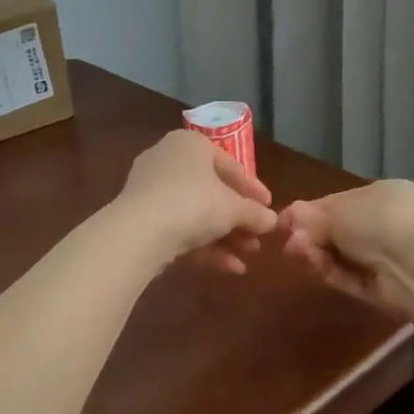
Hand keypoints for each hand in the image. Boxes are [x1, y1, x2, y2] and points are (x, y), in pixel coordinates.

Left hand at [116, 130, 278, 272]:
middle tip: (259, 237)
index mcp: (189, 145)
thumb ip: (255, 213)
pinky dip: (205, 247)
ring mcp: (150, 192)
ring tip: (249, 256)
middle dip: (238, 219)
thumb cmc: (193, 203)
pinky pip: (179, 230)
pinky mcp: (141, 220)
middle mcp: (167, 161)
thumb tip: (273, 221)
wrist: (140, 232)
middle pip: (211, 192)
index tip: (270, 208)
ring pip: (196, 214)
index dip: (253, 189)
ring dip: (225, 236)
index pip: (229, 165)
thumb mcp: (233, 208)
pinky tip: (231, 268)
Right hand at [278, 180, 413, 314]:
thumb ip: (311, 217)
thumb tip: (288, 217)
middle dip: (311, 236)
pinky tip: (315, 267)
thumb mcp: (338, 212)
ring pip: (342, 255)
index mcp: (382, 195)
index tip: (284, 221)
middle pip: (339, 231)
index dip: (311, 212)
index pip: (339, 202)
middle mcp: (386, 223)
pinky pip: (351, 277)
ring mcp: (387, 257)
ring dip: (318, 254)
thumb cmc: (378, 222)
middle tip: (288, 244)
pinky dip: (332, 272)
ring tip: (297, 254)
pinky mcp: (383, 287)